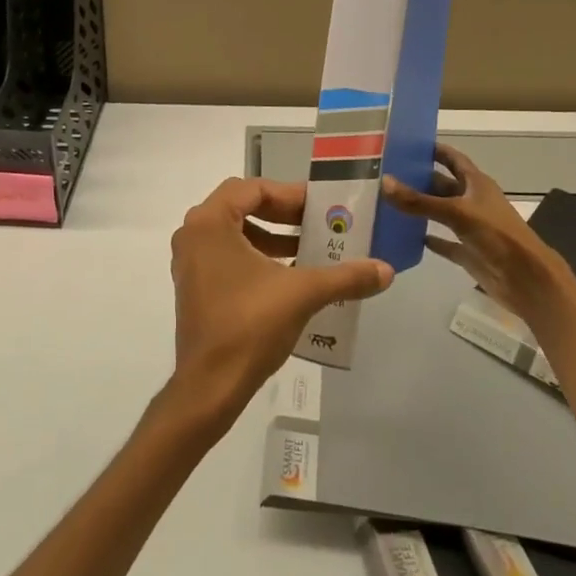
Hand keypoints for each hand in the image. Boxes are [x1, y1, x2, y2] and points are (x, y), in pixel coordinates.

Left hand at [167, 178, 392, 429]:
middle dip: (282, 213)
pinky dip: (257, 257)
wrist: (210, 386)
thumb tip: (385, 270)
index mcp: (209, 222)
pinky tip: (288, 276)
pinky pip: (227, 255)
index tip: (319, 205)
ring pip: (234, 232)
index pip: (252, 189)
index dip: (289, 194)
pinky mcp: (194, 286)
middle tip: (316, 222)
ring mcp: (189, 261)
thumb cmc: (250, 325)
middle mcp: (193, 234)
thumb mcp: (303, 293)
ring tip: (308, 249)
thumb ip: (345, 276)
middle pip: (242, 206)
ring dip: (271, 236)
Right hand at [383, 143, 569, 318]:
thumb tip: (384, 182)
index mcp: (477, 183)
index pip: (453, 158)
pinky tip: (406, 236)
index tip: (407, 144)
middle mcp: (473, 201)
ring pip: (441, 212)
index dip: (434, 150)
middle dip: (419, 179)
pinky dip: (428, 238)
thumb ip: (419, 201)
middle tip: (387, 174)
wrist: (526, 279)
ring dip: (421, 207)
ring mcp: (471, 227)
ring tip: (389, 202)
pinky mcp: (468, 251)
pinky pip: (444, 241)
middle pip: (443, 185)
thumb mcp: (457, 213)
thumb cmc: (497, 236)